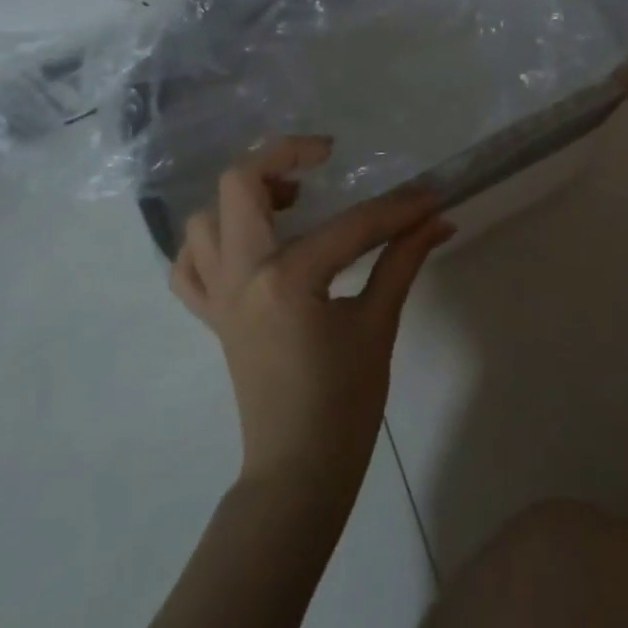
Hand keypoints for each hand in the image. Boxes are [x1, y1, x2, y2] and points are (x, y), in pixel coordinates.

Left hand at [169, 137, 453, 494]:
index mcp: (287, 280)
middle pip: (240, 184)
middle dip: (284, 154)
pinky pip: (189, 267)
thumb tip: (438, 218)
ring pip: (205, 218)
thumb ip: (404, 260)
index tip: (429, 197)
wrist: (297, 473)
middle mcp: (241, 275)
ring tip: (291, 199)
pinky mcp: (212, 314)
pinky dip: (211, 243)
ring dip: (244, 197)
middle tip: (325, 155)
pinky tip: (251, 241)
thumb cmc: (343, 403)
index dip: (398, 209)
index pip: (351, 225)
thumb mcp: (379, 325)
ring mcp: (219, 295)